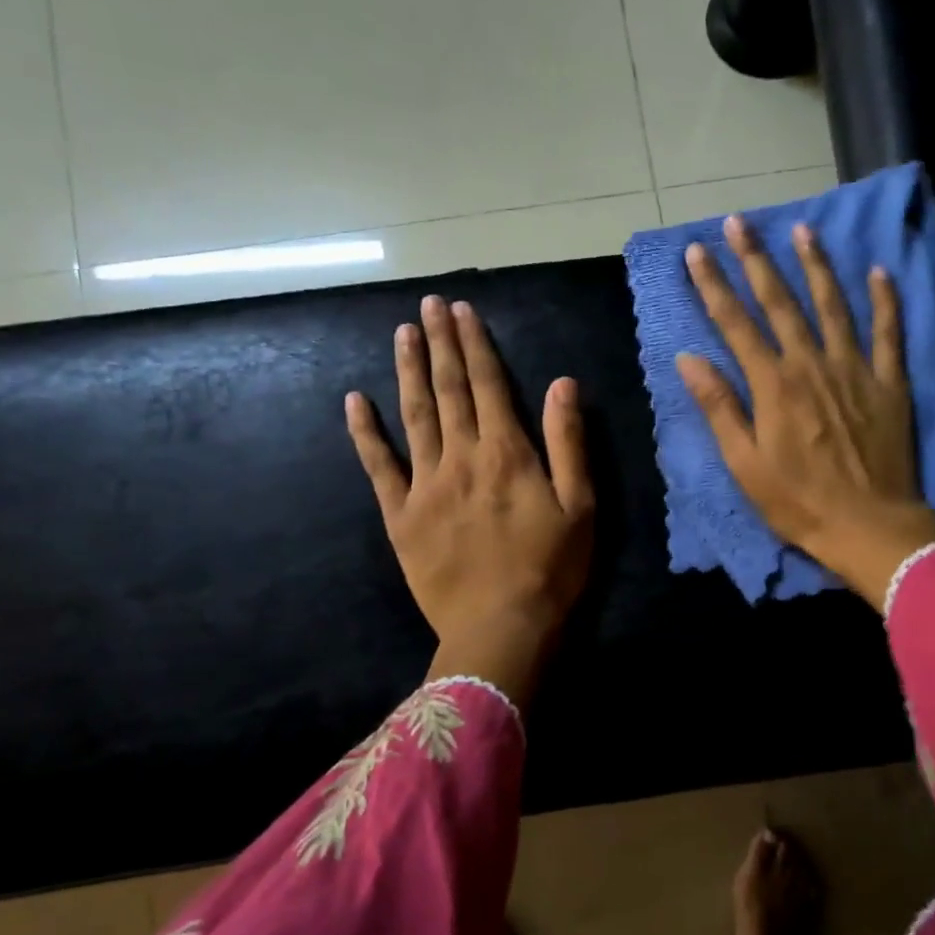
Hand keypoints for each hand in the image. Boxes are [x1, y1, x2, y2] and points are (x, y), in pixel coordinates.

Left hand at [346, 295, 594, 702]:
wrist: (500, 629)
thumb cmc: (551, 570)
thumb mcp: (580, 506)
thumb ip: (568, 441)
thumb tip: (562, 383)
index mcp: (507, 453)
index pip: (488, 384)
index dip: (475, 344)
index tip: (462, 310)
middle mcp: (461, 457)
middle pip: (448, 390)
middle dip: (440, 344)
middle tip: (428, 305)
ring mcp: (425, 485)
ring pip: (414, 416)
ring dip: (408, 372)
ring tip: (402, 334)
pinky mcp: (401, 516)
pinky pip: (378, 467)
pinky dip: (365, 433)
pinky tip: (354, 401)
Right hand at [676, 216, 934, 610]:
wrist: (869, 526)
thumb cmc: (798, 502)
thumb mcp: (744, 464)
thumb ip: (719, 407)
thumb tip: (689, 359)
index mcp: (773, 385)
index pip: (736, 324)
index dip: (713, 286)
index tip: (695, 252)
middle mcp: (812, 364)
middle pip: (780, 302)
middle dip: (755, 260)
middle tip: (738, 222)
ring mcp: (855, 369)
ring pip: (833, 306)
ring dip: (816, 266)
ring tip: (802, 230)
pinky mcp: (889, 383)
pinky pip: (889, 332)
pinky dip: (886, 300)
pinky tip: (879, 271)